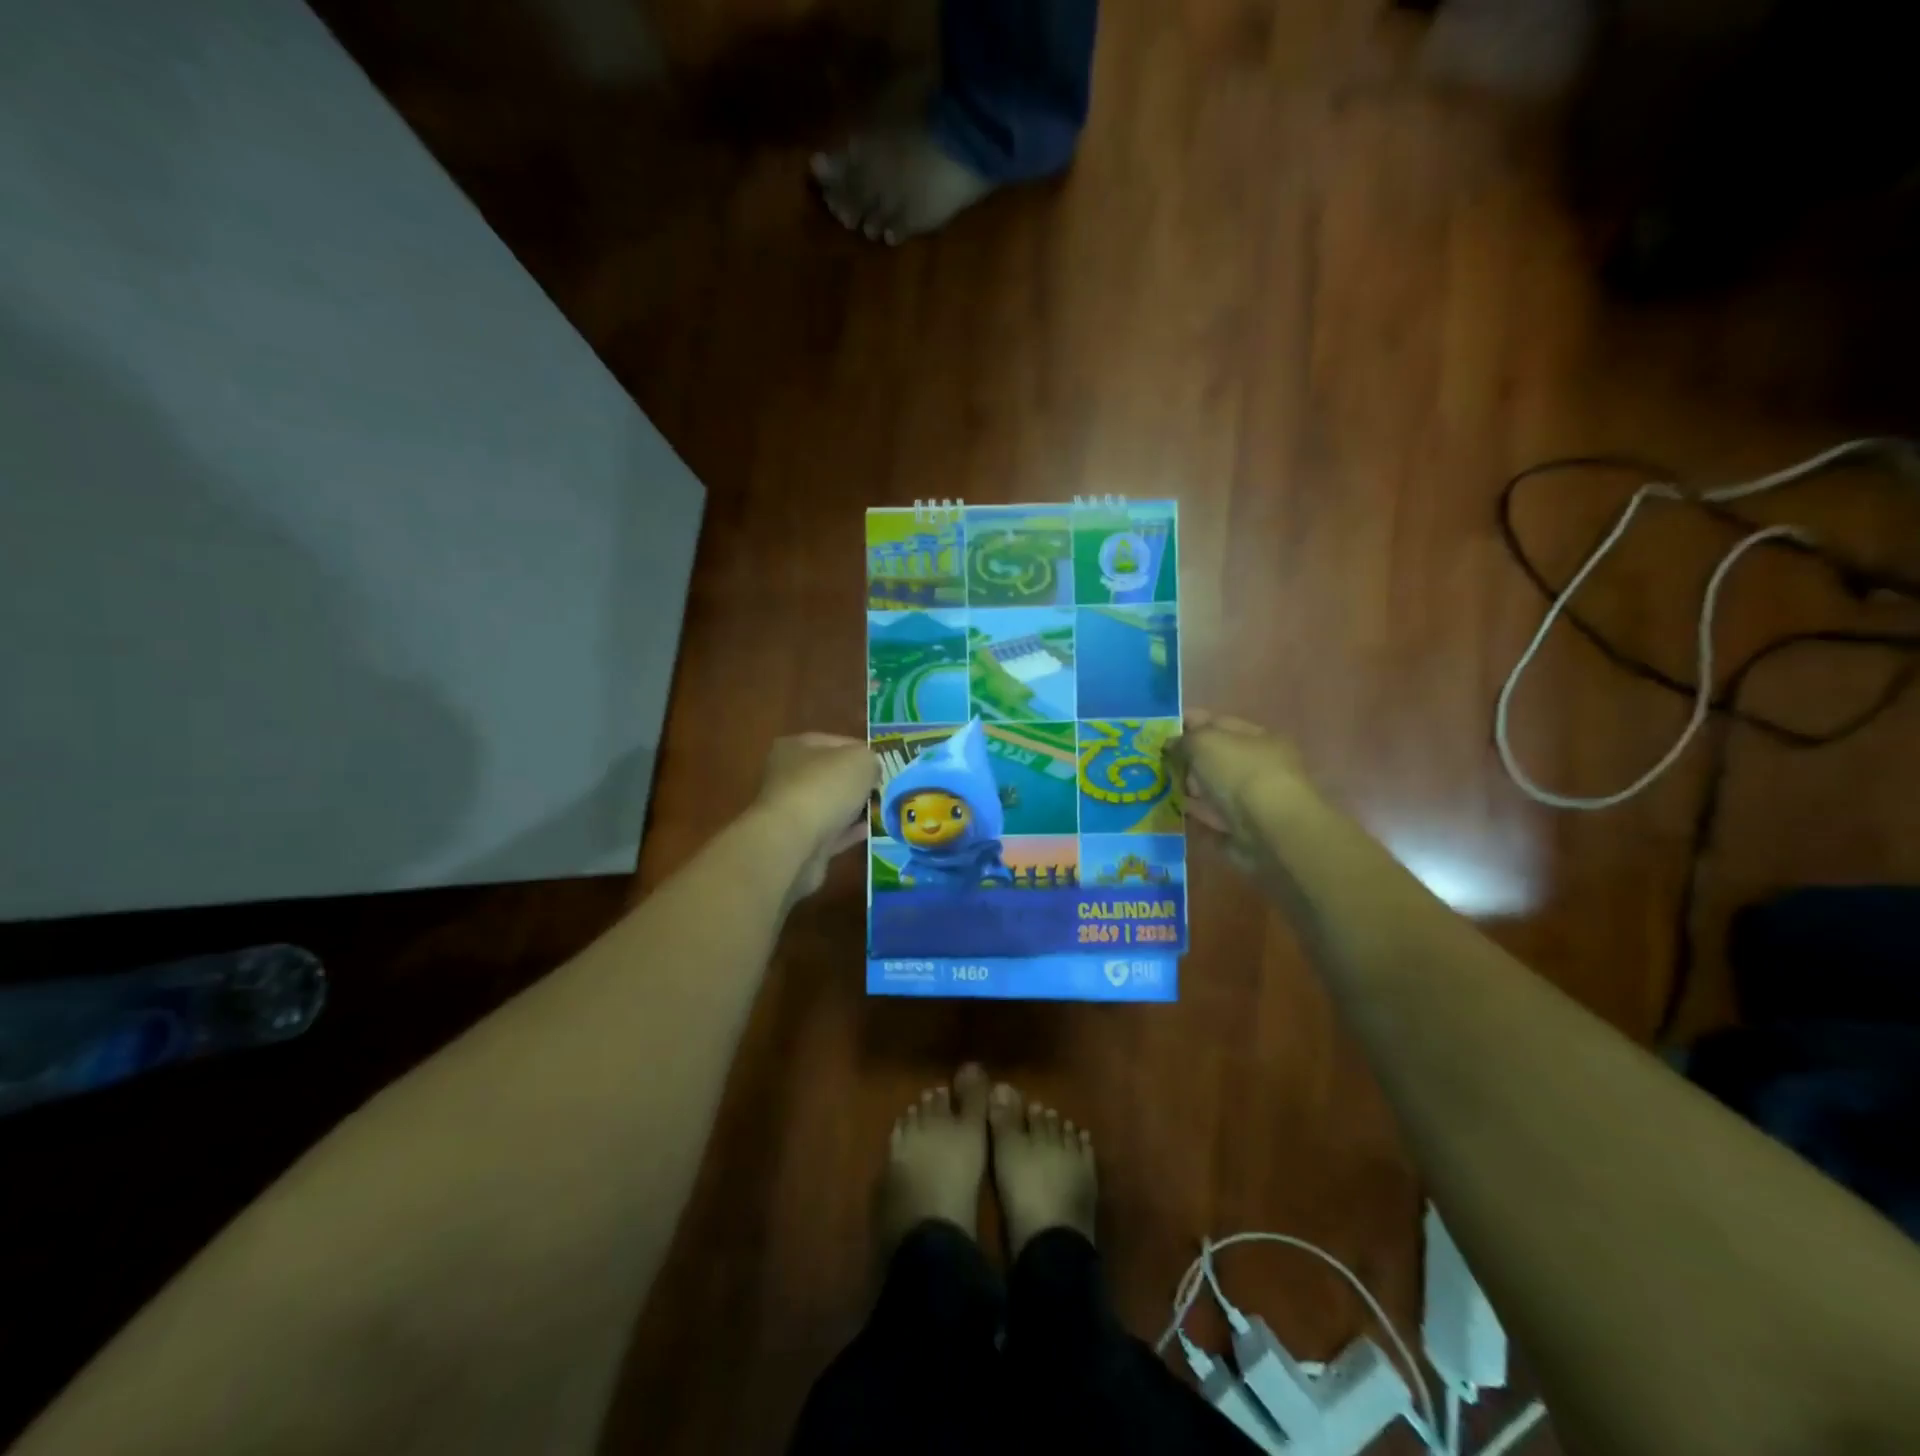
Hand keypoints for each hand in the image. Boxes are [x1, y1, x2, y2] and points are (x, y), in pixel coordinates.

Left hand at [753, 733, 878, 897]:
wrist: (794, 841)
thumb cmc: (825, 787)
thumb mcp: (860, 760)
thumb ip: (871, 760)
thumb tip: (871, 771)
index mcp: (795, 747)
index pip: (835, 742)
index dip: (861, 750)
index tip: (882, 764)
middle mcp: (787, 776)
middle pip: (830, 775)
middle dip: (856, 782)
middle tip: (883, 788)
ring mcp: (790, 811)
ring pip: (829, 805)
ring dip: (852, 808)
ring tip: (880, 810)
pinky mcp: (798, 841)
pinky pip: (830, 832)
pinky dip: (848, 831)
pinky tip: (869, 830)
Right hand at [1168, 709, 1311, 868]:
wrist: (1268, 829)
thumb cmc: (1239, 773)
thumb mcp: (1204, 742)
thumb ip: (1184, 739)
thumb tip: (1171, 744)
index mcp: (1257, 737)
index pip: (1218, 723)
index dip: (1189, 723)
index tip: (1160, 731)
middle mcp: (1258, 764)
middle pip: (1215, 756)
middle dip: (1187, 758)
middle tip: (1156, 762)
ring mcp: (1252, 797)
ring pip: (1213, 786)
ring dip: (1189, 786)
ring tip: (1160, 786)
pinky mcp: (1243, 826)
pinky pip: (1213, 814)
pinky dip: (1197, 812)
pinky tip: (1177, 811)